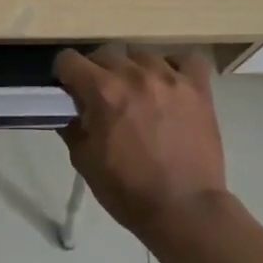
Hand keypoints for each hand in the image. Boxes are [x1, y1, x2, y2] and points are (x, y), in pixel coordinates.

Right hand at [54, 45, 229, 236]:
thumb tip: (68, 108)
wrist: (185, 210)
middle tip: (101, 96)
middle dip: (96, 71)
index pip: (69, 60)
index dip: (64, 74)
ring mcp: (170, 79)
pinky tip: (168, 84)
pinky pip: (185, 60)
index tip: (68, 89)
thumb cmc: (127, 190)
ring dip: (132, 69)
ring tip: (137, 92)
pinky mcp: (198, 89)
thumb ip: (72, 125)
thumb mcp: (84, 160)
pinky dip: (174, 67)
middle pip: (105, 53)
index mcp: (103, 92)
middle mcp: (135, 76)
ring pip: (141, 54)